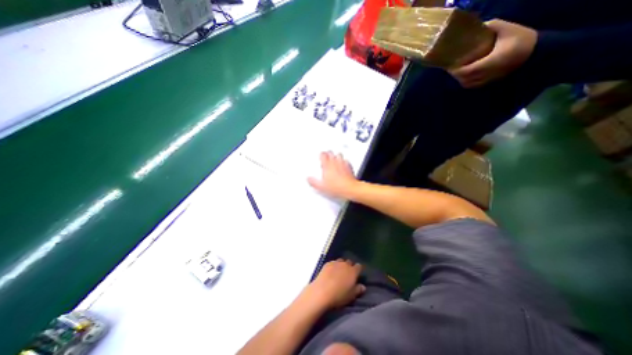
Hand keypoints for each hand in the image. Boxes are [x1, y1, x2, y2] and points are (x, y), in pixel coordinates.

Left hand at [306, 259, 365, 309]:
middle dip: (350, 267)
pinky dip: (334, 266)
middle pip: (350, 262)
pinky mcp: (327, 263)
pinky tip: (331, 272)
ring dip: (342, 265)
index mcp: (353, 271)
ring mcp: (336, 263)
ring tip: (339, 273)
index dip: (358, 270)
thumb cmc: (339, 296)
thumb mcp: (351, 296)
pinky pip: (333, 262)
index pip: (359, 266)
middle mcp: (345, 264)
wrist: (322, 292)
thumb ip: (358, 290)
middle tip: (348, 275)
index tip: (357, 275)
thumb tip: (363, 286)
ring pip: (341, 261)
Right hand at [307, 151, 357, 198]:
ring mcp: (342, 163)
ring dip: (336, 156)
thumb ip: (314, 182)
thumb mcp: (321, 187)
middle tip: (326, 157)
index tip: (320, 157)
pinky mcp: (349, 166)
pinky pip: (346, 160)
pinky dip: (344, 161)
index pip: (323, 155)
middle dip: (328, 154)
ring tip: (334, 160)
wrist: (349, 188)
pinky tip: (342, 165)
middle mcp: (335, 162)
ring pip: (339, 154)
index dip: (321, 155)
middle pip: (330, 153)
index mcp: (327, 166)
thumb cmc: (337, 187)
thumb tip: (309, 179)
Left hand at [452, 20, 534, 87]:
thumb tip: (479, 25)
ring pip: (468, 84)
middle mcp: (489, 73)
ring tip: (458, 71)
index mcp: (491, 62)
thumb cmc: (522, 39)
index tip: (450, 66)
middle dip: (457, 75)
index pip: (467, 72)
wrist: (537, 52)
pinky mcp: (491, 82)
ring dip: (461, 79)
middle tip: (452, 68)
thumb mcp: (508, 29)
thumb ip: (493, 26)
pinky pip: (474, 85)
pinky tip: (466, 75)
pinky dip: (468, 81)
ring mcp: (490, 79)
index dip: (456, 71)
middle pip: (465, 79)